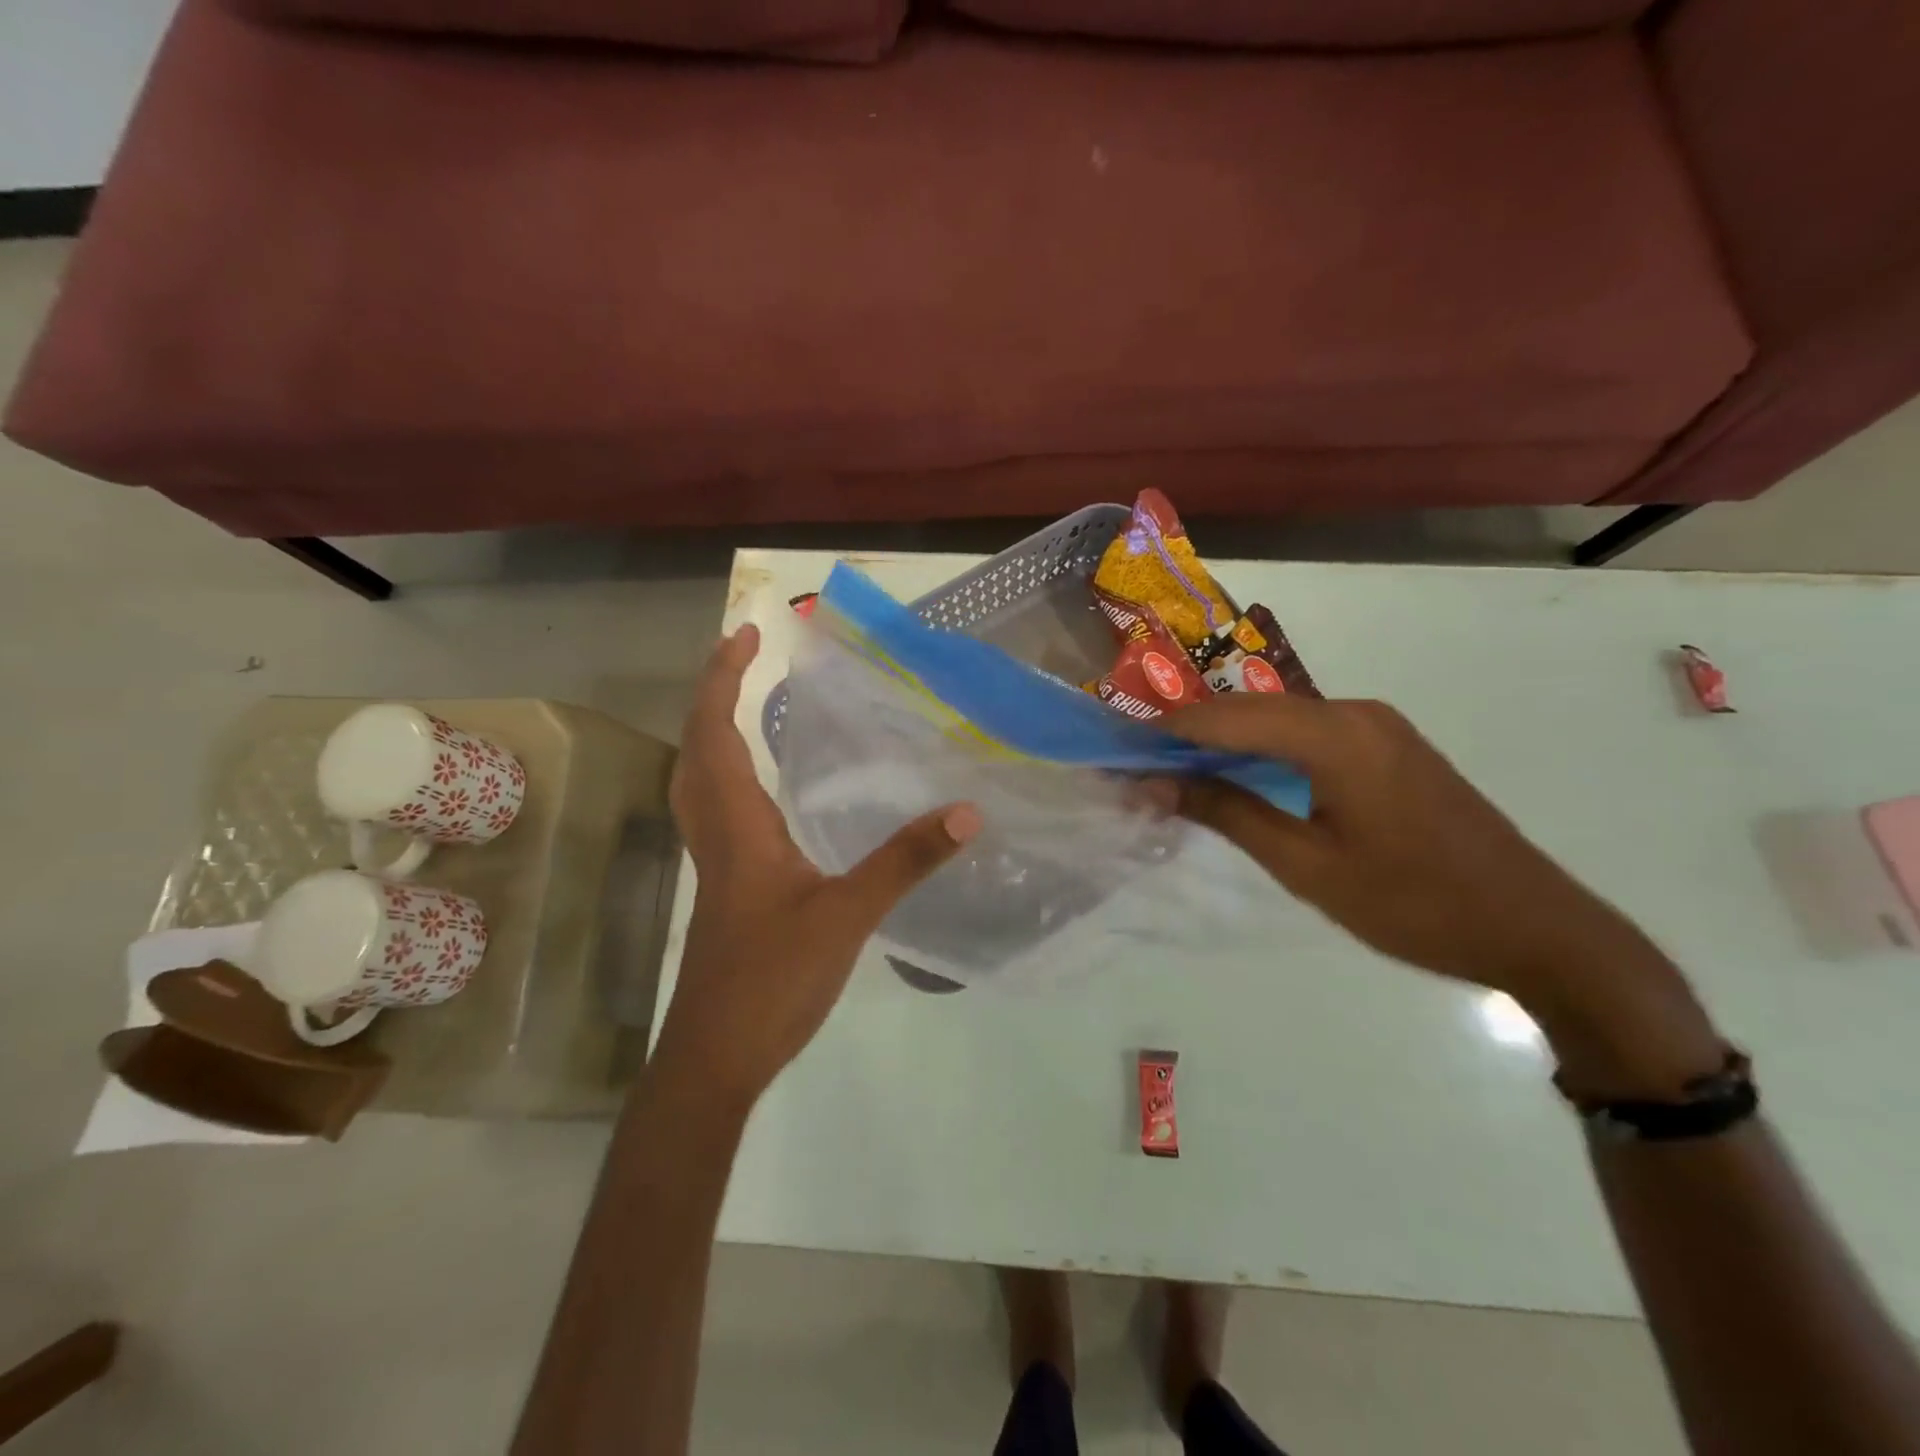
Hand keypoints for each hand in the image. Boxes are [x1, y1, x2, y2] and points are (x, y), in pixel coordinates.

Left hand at [657, 624, 981, 1108]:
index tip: (745, 635)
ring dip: (715, 732)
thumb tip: (966, 811)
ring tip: (747, 701)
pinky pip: (719, 811)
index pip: (715, 734)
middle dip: (713, 693)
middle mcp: (718, 834)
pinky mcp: (729, 888)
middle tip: (743, 655)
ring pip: (701, 780)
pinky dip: (730, 775)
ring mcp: (719, 863)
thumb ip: (905, 861)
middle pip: (696, 748)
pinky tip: (766, 790)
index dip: (722, 680)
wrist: (717, 1056)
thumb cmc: (771, 980)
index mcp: (737, 826)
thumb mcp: (847, 915)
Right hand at [1166, 694, 1720, 1092]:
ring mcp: (1378, 726)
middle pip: (1250, 710)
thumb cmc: (1413, 904)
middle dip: (1191, 734)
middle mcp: (1355, 712)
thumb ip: (1226, 812)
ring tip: (1175, 772)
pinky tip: (1239, 777)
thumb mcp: (1306, 864)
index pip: (1226, 716)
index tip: (1117, 750)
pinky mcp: (1391, 747)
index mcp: (1335, 734)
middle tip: (1138, 767)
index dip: (1167, 731)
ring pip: (1279, 720)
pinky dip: (1264, 751)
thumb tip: (1152, 783)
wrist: (1537, 930)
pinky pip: (1309, 734)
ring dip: (1226, 742)